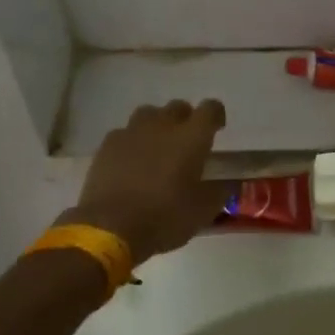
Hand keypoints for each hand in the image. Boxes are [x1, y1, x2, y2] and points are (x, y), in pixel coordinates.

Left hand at [60, 100, 226, 263]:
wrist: (109, 228)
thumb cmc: (164, 217)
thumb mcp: (203, 212)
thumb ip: (218, 192)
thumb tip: (226, 184)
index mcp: (192, 137)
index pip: (210, 109)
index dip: (216, 115)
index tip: (217, 129)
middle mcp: (163, 125)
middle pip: (178, 107)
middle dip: (185, 119)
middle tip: (186, 142)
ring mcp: (132, 132)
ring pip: (149, 114)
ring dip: (157, 125)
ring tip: (157, 146)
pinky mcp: (107, 145)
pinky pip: (124, 133)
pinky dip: (132, 141)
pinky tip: (130, 160)